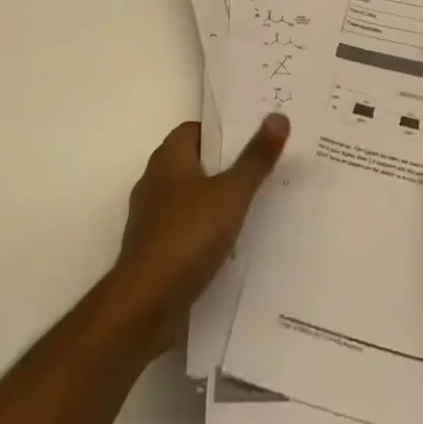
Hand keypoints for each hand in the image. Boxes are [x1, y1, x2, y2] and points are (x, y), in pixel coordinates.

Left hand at [109, 114, 287, 361]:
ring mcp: (151, 220)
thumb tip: (278, 116)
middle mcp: (155, 183)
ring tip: (252, 206)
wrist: (144, 307)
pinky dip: (205, 232)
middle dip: (225, 166)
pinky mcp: (153, 252)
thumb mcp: (231, 193)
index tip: (253, 138)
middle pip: (194, 163)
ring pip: (190, 199)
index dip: (223, 131)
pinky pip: (185, 230)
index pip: (195, 130)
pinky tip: (230, 244)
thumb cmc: (187, 235)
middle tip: (261, 168)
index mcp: (168, 159)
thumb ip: (255, 158)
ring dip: (215, 202)